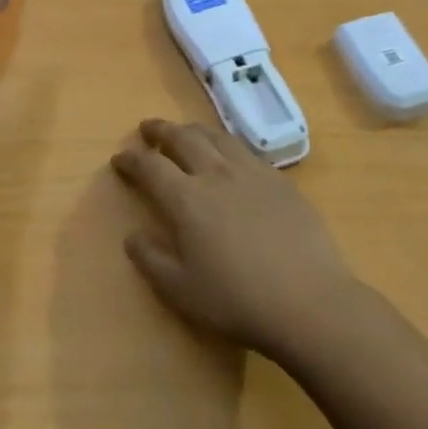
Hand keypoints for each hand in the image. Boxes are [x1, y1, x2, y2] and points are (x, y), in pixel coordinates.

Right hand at [111, 119, 360, 359]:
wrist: (307, 300)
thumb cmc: (236, 300)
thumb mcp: (180, 290)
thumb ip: (151, 259)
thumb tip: (133, 235)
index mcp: (186, 199)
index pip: (151, 167)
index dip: (131, 159)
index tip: (119, 157)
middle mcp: (216, 174)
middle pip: (183, 139)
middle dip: (161, 131)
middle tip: (148, 128)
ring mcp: (252, 173)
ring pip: (217, 137)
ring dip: (194, 129)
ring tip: (185, 131)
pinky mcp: (280, 181)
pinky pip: (246, 150)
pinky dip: (226, 144)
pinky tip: (229, 155)